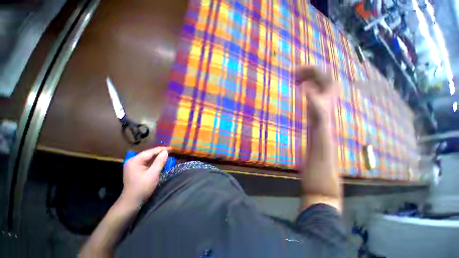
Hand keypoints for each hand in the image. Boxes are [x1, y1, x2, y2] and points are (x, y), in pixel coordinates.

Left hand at [120, 147, 169, 206]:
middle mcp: (133, 160)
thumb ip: (159, 162)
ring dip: (158, 157)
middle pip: (149, 154)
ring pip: (148, 158)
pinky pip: (147, 162)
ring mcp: (133, 165)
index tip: (172, 148)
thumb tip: (166, 151)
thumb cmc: (142, 188)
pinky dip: (154, 162)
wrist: (131, 202)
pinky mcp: (136, 169)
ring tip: (168, 155)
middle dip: (160, 153)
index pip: (151, 152)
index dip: (162, 149)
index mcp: (135, 160)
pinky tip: (161, 161)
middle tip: (171, 151)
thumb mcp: (153, 174)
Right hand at [295, 66, 336, 124]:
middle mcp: (329, 82)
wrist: (320, 121)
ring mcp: (324, 86)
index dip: (304, 69)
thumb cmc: (317, 113)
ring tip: (292, 78)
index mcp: (329, 83)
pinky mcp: (320, 90)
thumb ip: (310, 94)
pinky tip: (296, 83)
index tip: (293, 70)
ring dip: (302, 76)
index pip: (317, 71)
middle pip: (314, 72)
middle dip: (302, 72)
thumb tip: (304, 85)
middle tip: (291, 73)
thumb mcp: (313, 103)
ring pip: (312, 77)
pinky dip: (303, 81)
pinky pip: (311, 81)